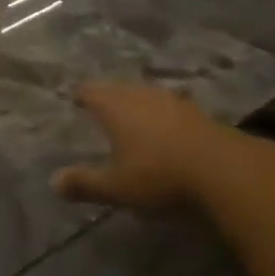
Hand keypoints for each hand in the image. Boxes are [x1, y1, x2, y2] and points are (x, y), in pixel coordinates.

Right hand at [52, 82, 219, 210]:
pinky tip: (166, 124)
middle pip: (117, 88)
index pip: (90, 91)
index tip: (76, 98)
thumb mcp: (118, 187)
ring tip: (131, 113)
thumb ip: (86, 183)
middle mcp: (139, 94)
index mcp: (115, 106)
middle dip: (108, 96)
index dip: (82, 94)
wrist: (221, 168)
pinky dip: (161, 113)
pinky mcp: (194, 110)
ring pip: (144, 93)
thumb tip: (52, 182)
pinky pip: (168, 105)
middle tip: (100, 106)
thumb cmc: (159, 175)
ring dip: (136, 102)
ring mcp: (169, 99)